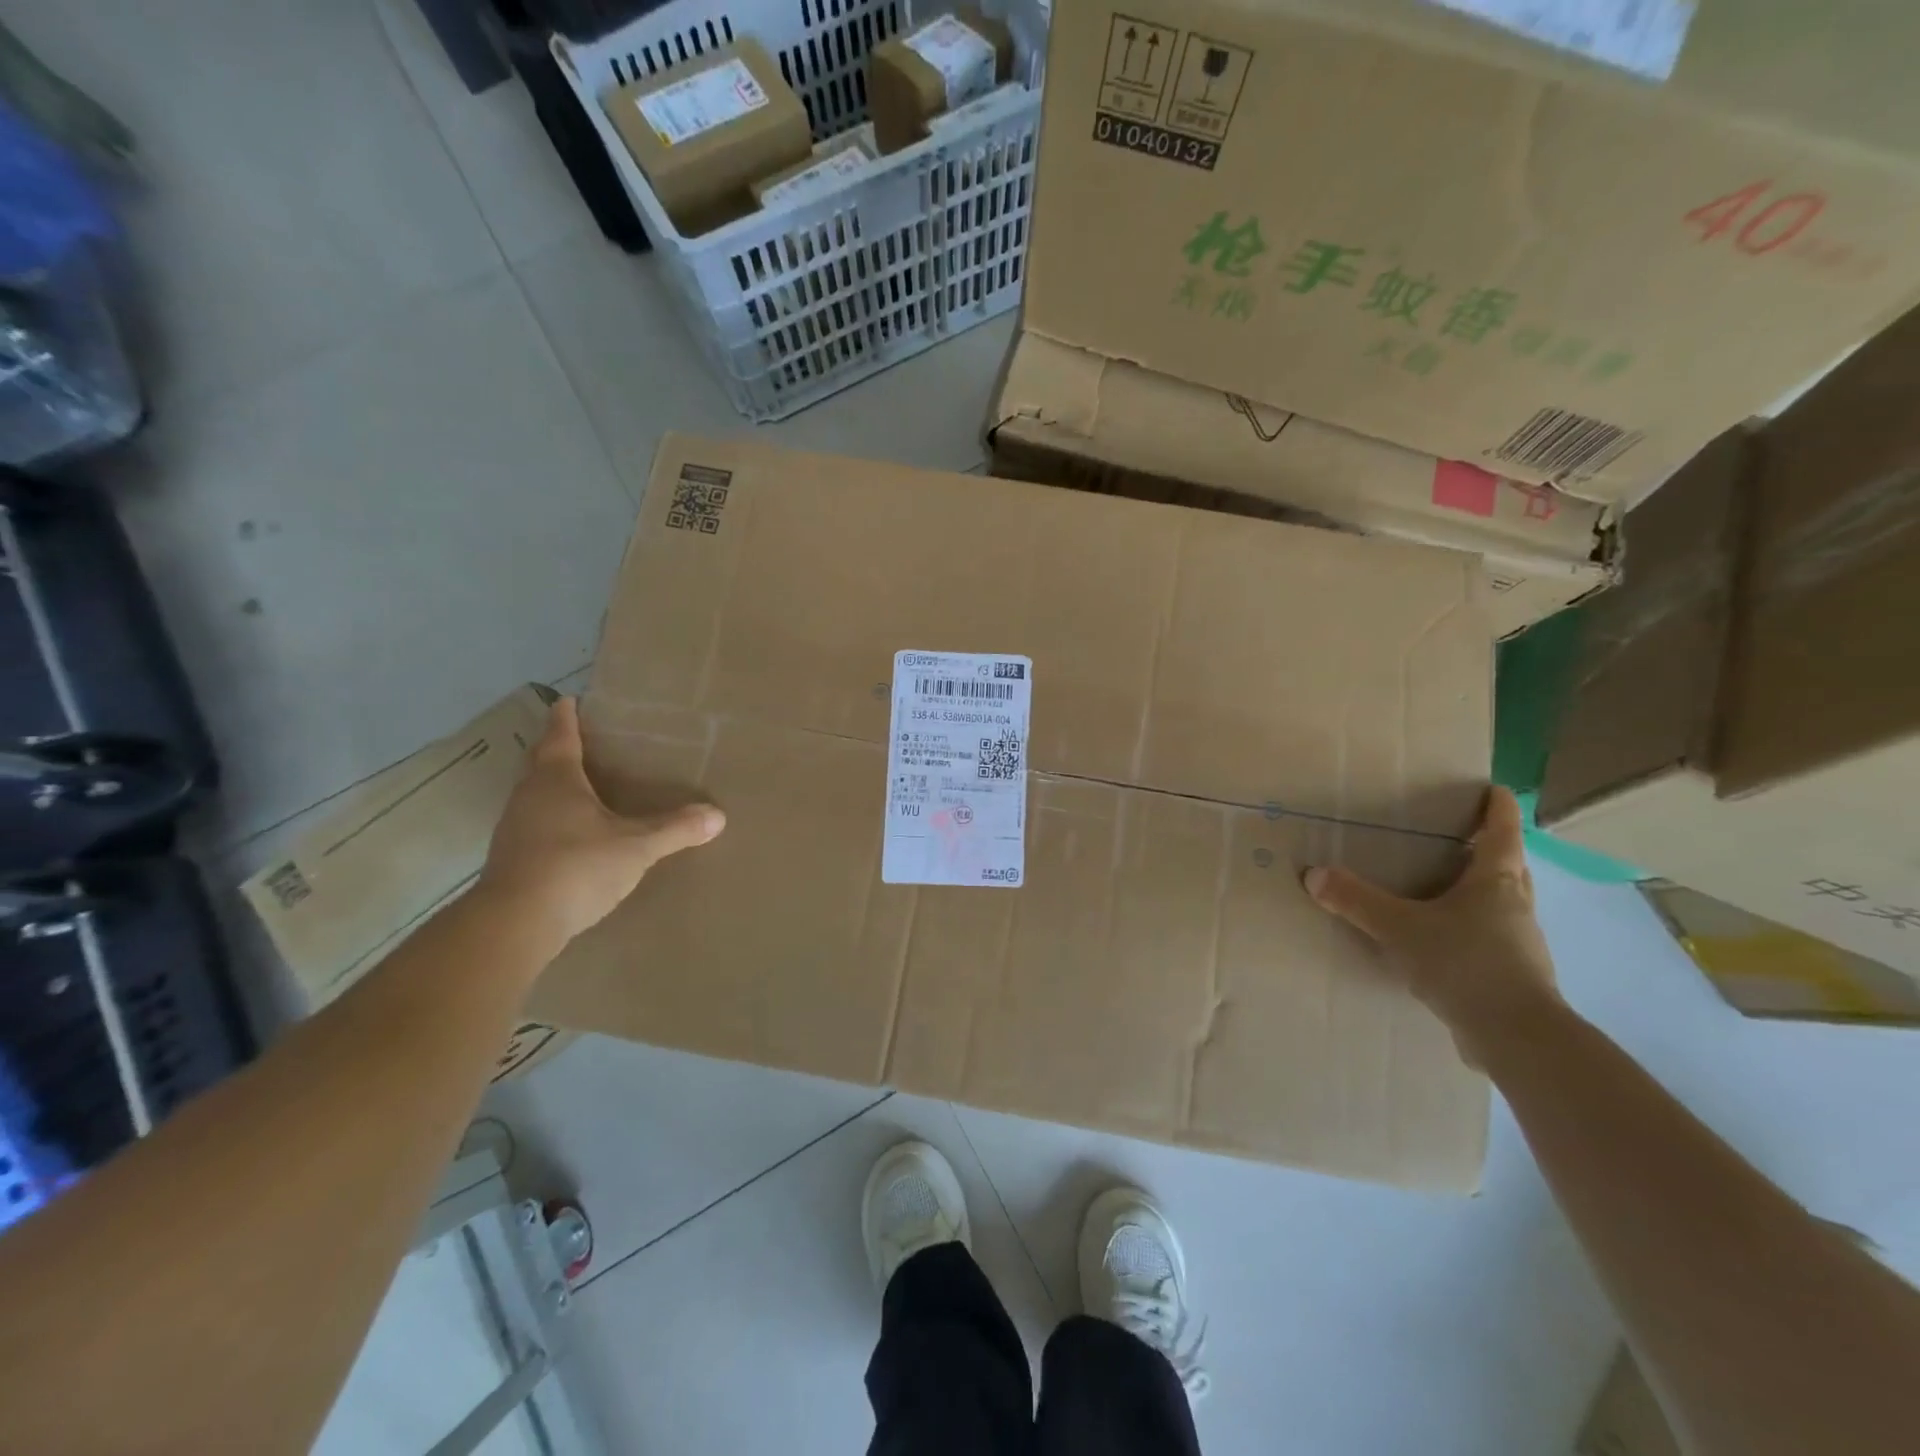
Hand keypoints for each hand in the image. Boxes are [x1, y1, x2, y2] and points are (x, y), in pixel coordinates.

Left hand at [479, 697, 723, 946]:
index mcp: (556, 780)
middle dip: (557, 747)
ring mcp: (515, 828)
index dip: (567, 717)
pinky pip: (534, 823)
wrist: (515, 923)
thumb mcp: (636, 847)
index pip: (560, 736)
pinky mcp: (511, 858)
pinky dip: (551, 817)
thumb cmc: (576, 867)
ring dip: (552, 784)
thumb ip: (676, 829)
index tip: (569, 700)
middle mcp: (529, 795)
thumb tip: (718, 815)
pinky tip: (571, 833)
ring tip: (580, 784)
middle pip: (540, 761)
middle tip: (579, 738)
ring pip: (534, 793)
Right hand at [1303, 786, 1563, 1067]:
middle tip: (1462, 835)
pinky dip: (1472, 927)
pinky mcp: (1513, 975)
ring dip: (1482, 890)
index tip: (1495, 789)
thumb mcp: (1399, 927)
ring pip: (1503, 903)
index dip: (1499, 808)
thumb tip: (1313, 874)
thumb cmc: (1464, 964)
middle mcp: (1515, 905)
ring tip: (1445, 886)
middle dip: (1491, 848)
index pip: (1502, 832)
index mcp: (1496, 881)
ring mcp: (1519, 942)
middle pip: (1509, 866)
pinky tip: (1444, 940)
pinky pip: (1492, 936)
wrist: (1516, 1036)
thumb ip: (1356, 900)